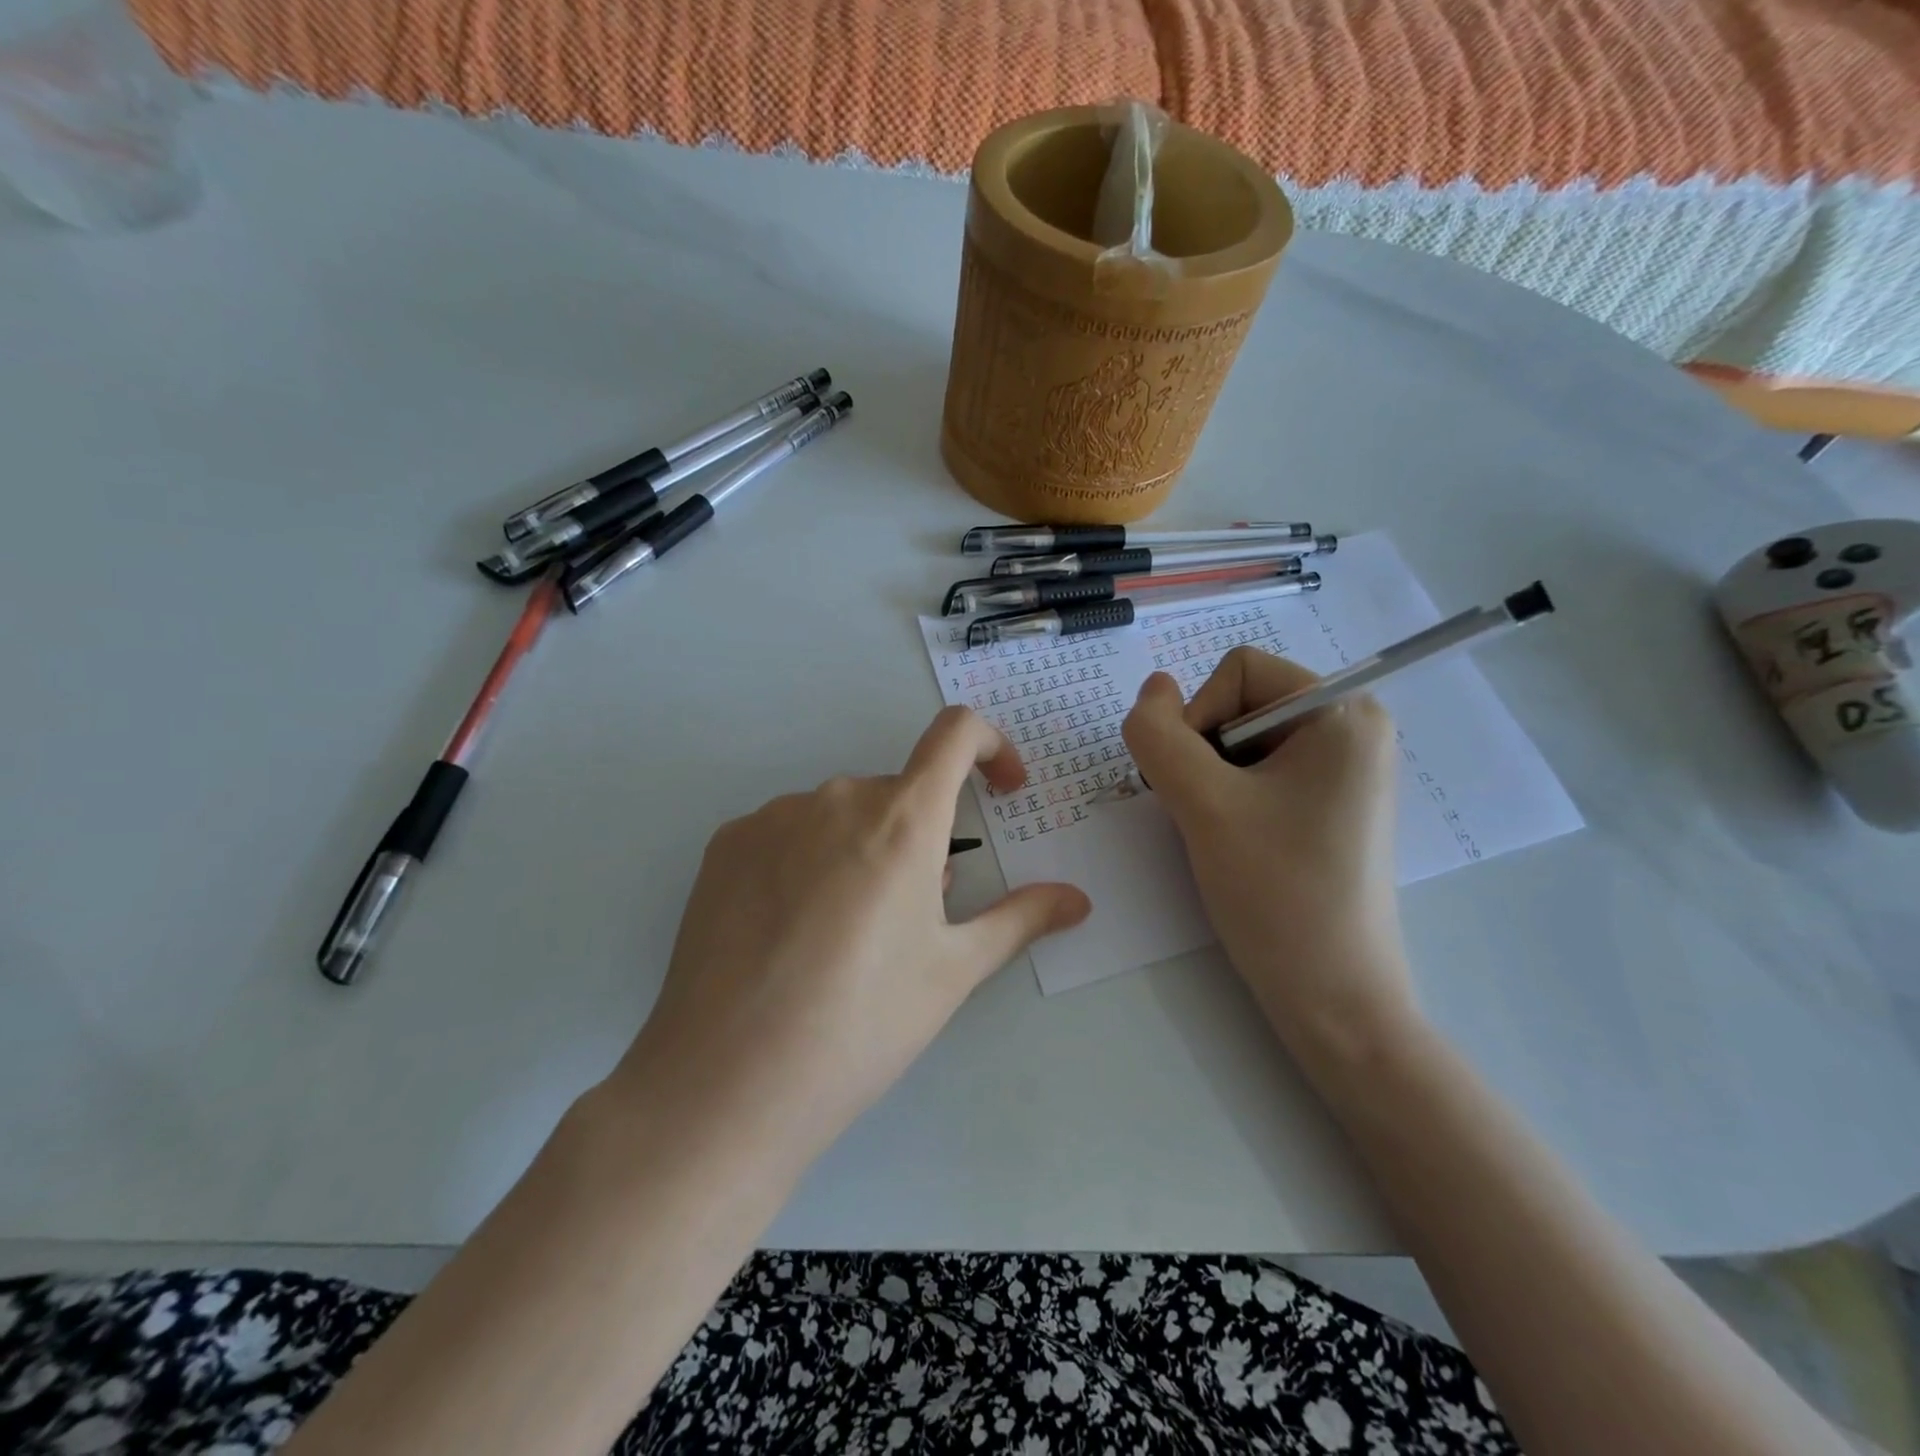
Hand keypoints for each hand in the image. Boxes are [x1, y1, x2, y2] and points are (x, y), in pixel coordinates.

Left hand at [608, 706, 1090, 1171]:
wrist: (726, 1082)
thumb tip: (1078, 900)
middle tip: (914, 915)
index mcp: (902, 818)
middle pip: (899, 792)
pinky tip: (791, 932)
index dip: (992, 747)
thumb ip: (1020, 919)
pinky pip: (788, 832)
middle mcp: (836, 798)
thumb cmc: (861, 1024)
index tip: (1001, 791)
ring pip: (842, 815)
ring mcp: (772, 817)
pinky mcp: (726, 844)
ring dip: (864, 849)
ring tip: (847, 935)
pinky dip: (809, 860)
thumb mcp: (953, 971)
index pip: (956, 732)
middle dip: (923, 836)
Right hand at [1122, 648, 1418, 1077]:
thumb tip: (1152, 688)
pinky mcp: (1328, 803)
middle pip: (1239, 701)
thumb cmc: (1277, 892)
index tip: (1201, 785)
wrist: (1332, 997)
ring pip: (1239, 740)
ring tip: (1220, 832)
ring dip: (1209, 779)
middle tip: (1206, 813)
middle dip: (1203, 752)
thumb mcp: (1202, 804)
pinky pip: (1258, 771)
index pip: (1237, 670)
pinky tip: (1235, 841)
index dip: (1198, 718)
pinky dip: (1228, 797)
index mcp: (1343, 711)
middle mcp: (1352, 727)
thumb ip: (1160, 735)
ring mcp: (1342, 768)